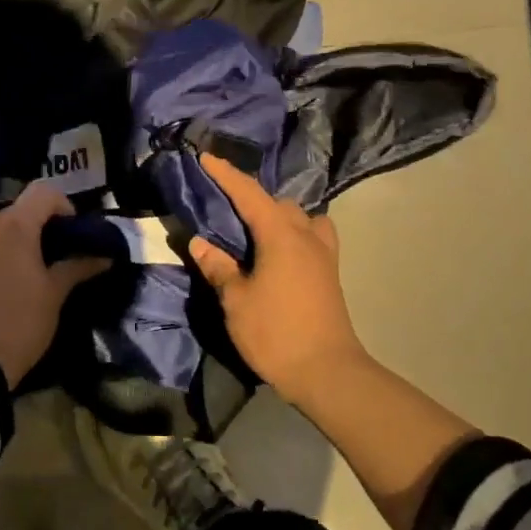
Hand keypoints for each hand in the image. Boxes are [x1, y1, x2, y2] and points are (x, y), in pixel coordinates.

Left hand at [0, 182, 110, 387]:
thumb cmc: (19, 324)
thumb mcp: (54, 296)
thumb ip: (77, 267)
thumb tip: (104, 256)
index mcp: (15, 226)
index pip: (43, 192)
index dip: (62, 205)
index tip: (71, 232)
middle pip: (15, 211)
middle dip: (34, 227)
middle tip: (47, 257)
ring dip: (4, 239)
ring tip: (14, 270)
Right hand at [188, 153, 368, 403]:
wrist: (328, 372)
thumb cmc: (276, 333)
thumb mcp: (236, 301)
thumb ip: (218, 267)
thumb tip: (200, 242)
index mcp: (280, 234)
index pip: (248, 193)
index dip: (225, 174)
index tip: (205, 156)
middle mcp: (305, 235)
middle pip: (276, 202)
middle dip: (250, 197)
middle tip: (223, 205)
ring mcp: (323, 253)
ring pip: (299, 217)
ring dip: (277, 214)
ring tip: (254, 229)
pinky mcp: (330, 273)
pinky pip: (313, 235)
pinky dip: (295, 231)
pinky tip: (281, 250)